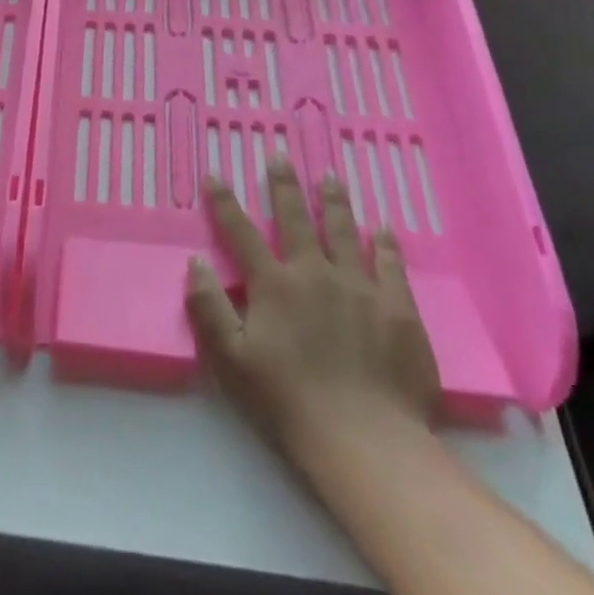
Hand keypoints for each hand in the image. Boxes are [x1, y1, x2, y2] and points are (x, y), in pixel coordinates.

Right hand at [186, 162, 438, 472]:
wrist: (365, 439)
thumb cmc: (287, 401)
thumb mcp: (230, 360)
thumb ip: (208, 308)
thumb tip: (196, 263)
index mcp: (273, 286)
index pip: (242, 233)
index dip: (225, 203)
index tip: (214, 175)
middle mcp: (315, 274)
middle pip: (297, 219)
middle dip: (284, 185)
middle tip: (280, 155)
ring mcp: (360, 288)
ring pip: (345, 231)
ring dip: (334, 201)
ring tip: (329, 176)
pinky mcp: (397, 308)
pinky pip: (390, 264)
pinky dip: (383, 243)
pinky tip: (382, 228)